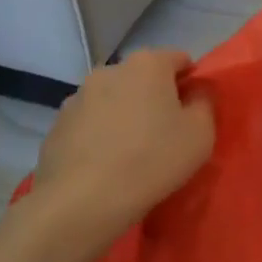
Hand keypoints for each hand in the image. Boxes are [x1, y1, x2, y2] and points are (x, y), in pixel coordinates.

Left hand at [21, 49, 214, 245]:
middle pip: (143, 77)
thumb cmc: (152, 160)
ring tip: (131, 152)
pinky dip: (100, 135)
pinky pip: (89, 123)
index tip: (192, 113)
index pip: (179, 59)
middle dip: (155, 97)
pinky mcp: (57, 125)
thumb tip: (196, 92)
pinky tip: (105, 164)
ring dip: (125, 115)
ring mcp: (77, 97)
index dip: (190, 83)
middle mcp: (109, 70)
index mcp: (147, 64)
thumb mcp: (201, 133)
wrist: (82, 202)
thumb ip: (205, 103)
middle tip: (165, 133)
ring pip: (113, 99)